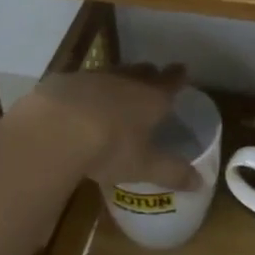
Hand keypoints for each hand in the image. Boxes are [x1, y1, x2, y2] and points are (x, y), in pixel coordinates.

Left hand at [17, 64, 201, 189]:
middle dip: (149, 75)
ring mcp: (93, 77)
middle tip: (152, 79)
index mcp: (151, 98)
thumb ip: (172, 173)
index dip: (178, 77)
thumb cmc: (109, 148)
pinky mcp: (63, 81)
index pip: (171, 81)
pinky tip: (78, 104)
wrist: (54, 130)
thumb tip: (200, 183)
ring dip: (117, 80)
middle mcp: (125, 81)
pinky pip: (81, 82)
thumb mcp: (144, 167)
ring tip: (116, 92)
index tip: (182, 70)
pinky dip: (85, 90)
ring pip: (112, 73)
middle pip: (142, 71)